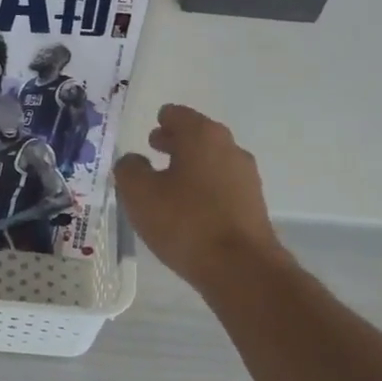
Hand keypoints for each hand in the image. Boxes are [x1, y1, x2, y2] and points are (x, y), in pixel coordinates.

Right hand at [116, 104, 283, 289]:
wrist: (239, 266)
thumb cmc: (184, 221)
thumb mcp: (139, 194)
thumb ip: (129, 170)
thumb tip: (133, 162)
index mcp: (202, 136)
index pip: (177, 114)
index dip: (162, 119)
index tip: (151, 128)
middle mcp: (228, 148)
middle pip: (197, 136)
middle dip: (175, 141)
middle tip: (154, 147)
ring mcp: (245, 176)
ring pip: (211, 161)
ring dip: (190, 165)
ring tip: (167, 181)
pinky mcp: (252, 203)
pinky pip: (221, 185)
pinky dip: (203, 187)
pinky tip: (188, 206)